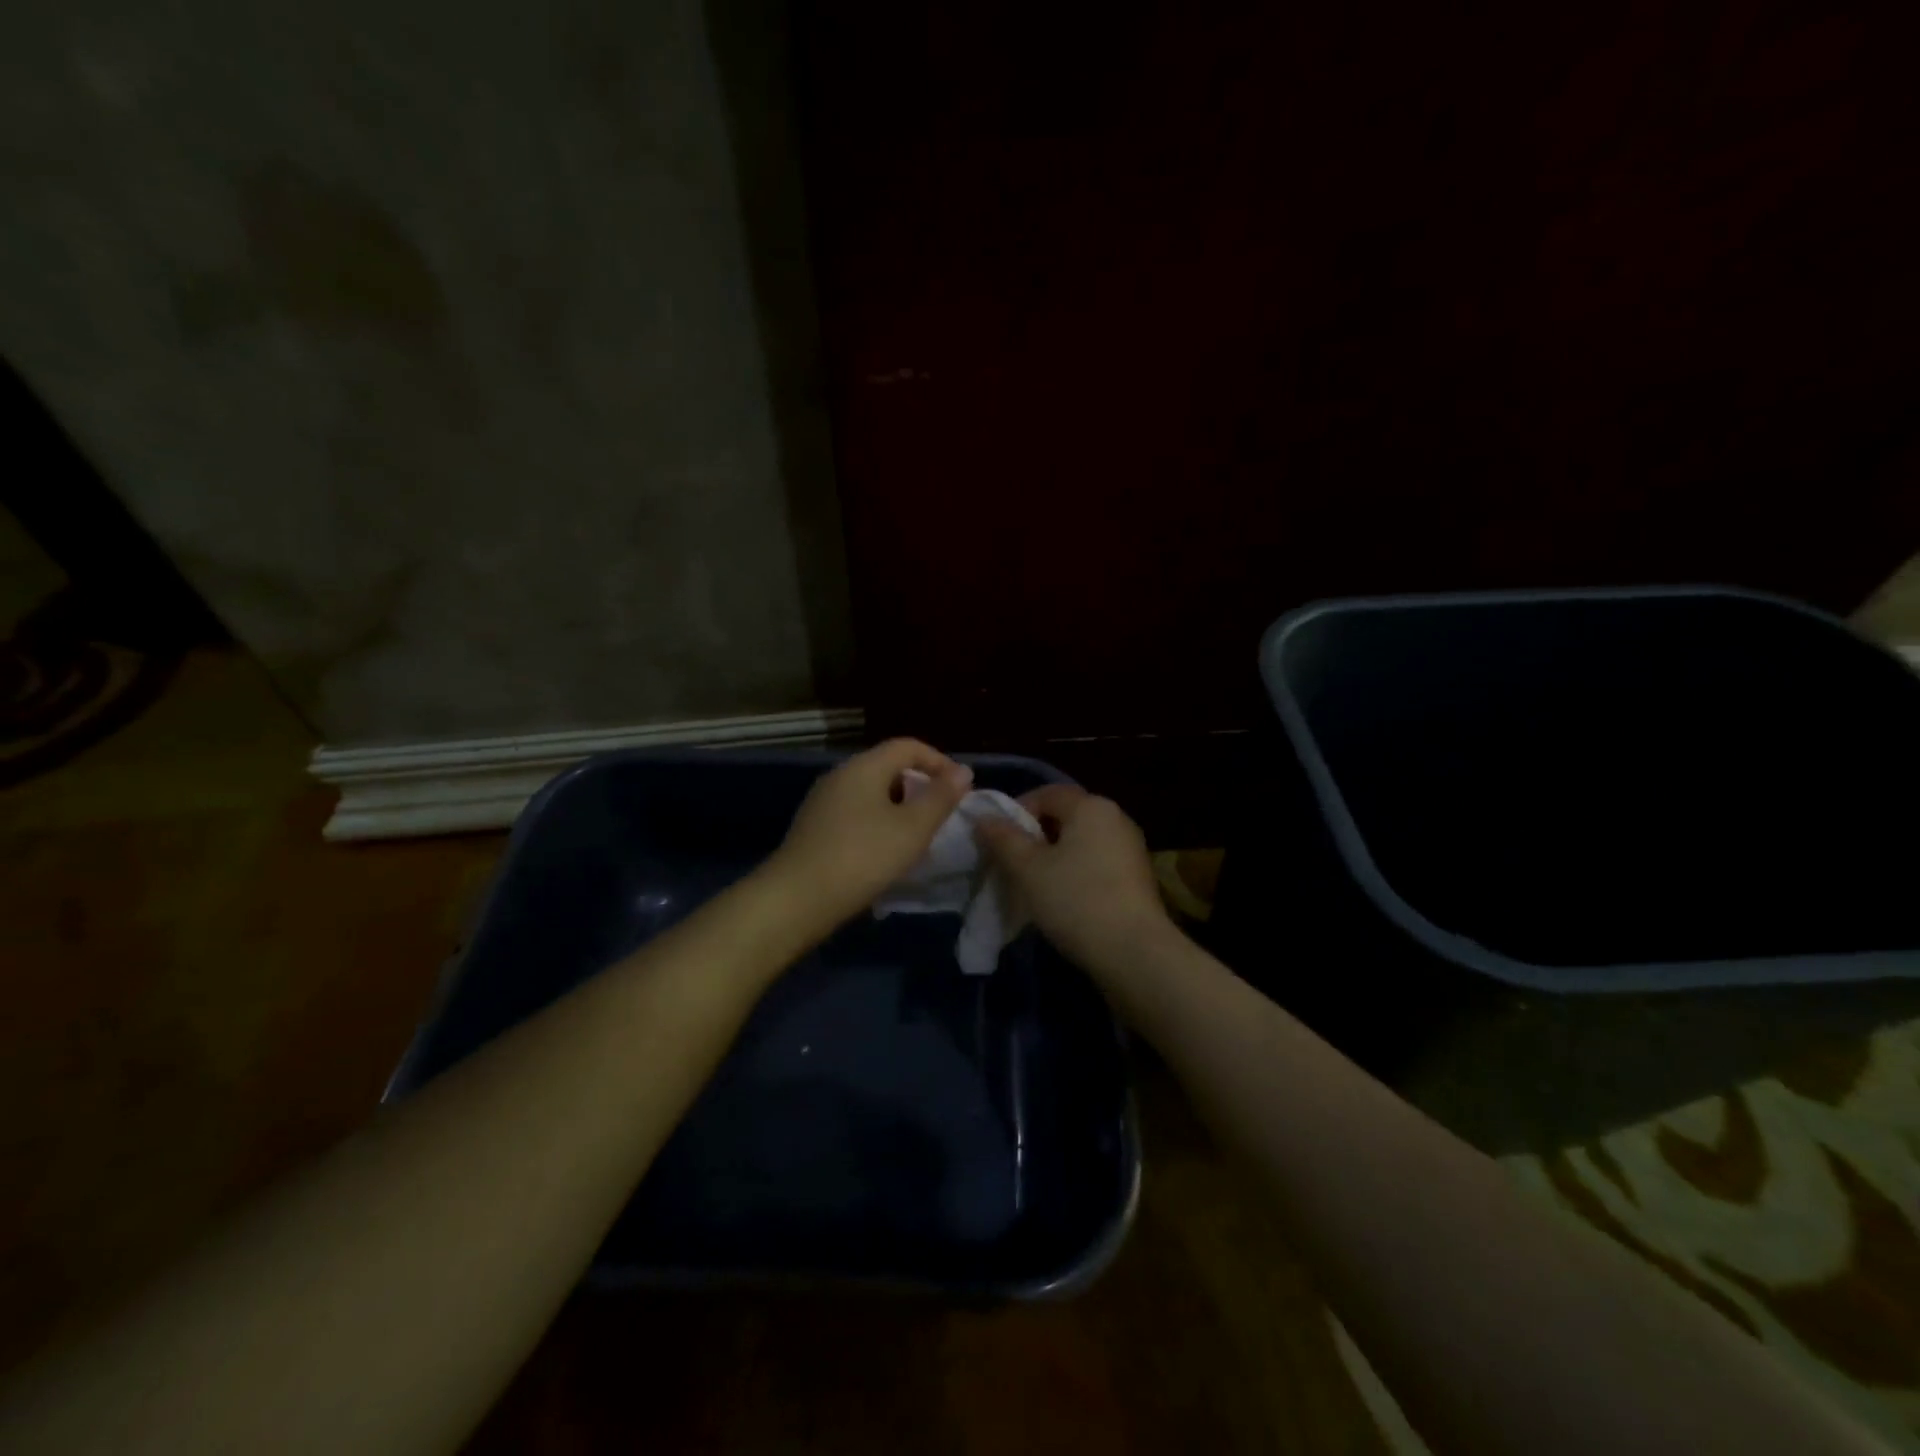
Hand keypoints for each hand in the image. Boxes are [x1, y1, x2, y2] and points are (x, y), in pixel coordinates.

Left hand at [765, 739, 973, 930]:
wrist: (797, 899)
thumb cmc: (863, 856)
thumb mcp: (913, 828)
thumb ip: (941, 797)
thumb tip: (963, 771)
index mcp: (864, 766)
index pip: (908, 746)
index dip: (939, 762)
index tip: (960, 791)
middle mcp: (840, 775)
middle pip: (889, 767)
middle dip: (920, 787)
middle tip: (941, 816)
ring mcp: (823, 802)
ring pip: (872, 793)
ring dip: (900, 809)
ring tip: (918, 838)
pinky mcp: (814, 828)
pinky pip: (856, 814)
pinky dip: (879, 824)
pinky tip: (886, 854)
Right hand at [975, 785, 1173, 970]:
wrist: (1134, 953)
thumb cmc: (1076, 900)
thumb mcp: (1028, 869)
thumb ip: (1003, 839)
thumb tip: (983, 818)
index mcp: (1091, 806)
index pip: (1046, 794)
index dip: (1017, 811)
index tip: (997, 841)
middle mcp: (1116, 818)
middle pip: (1065, 816)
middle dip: (1035, 836)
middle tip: (1011, 864)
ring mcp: (1131, 848)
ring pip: (1081, 842)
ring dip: (1054, 857)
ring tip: (1033, 886)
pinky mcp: (1137, 878)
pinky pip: (1097, 863)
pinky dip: (1076, 873)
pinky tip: (1063, 901)